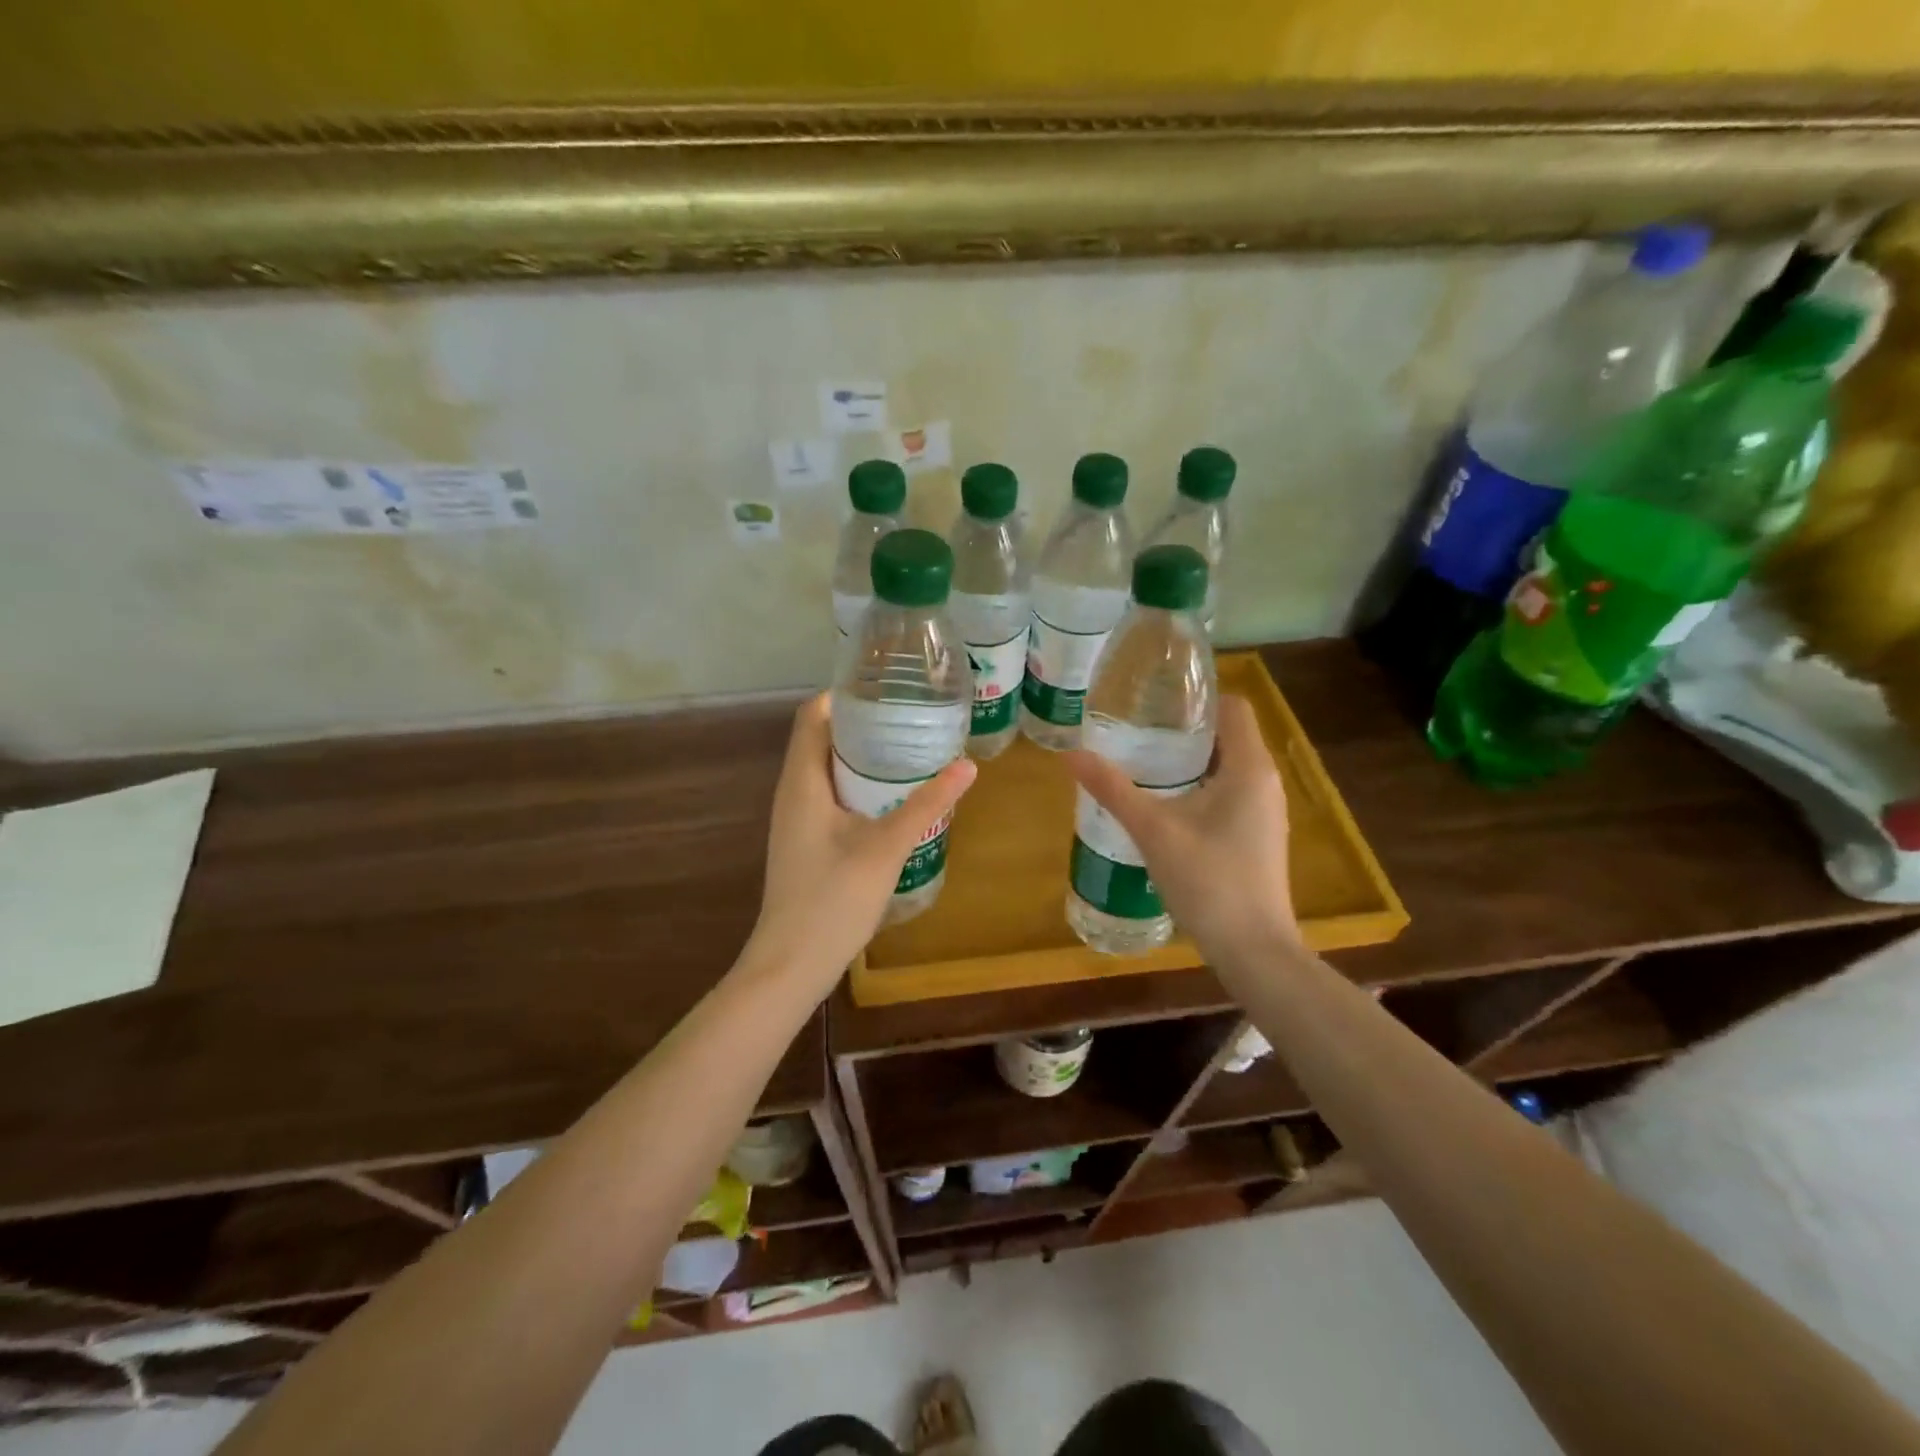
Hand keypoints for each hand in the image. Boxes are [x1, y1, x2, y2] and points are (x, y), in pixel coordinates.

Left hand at [748, 694, 976, 994]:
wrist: (792, 963)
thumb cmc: (832, 899)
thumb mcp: (886, 847)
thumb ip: (926, 805)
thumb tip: (967, 767)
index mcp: (802, 781)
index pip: (813, 714)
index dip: (845, 694)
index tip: (889, 686)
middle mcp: (793, 791)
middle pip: (822, 738)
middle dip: (864, 723)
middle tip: (912, 715)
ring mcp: (797, 818)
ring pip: (828, 769)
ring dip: (863, 756)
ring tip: (910, 747)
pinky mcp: (807, 840)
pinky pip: (831, 795)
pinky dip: (859, 784)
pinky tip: (893, 796)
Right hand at [1065, 694, 1298, 969]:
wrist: (1253, 949)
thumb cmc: (1208, 880)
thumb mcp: (1153, 830)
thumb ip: (1113, 789)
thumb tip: (1071, 754)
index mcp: (1250, 768)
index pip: (1232, 707)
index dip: (1196, 697)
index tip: (1154, 701)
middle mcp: (1265, 782)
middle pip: (1227, 735)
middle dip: (1184, 729)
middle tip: (1136, 729)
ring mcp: (1265, 811)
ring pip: (1227, 767)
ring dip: (1190, 761)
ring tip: (1143, 762)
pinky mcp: (1258, 836)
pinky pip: (1230, 793)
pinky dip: (1200, 787)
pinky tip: (1165, 805)